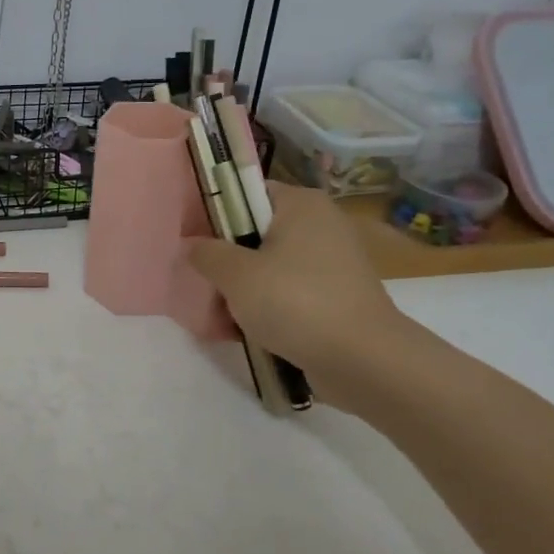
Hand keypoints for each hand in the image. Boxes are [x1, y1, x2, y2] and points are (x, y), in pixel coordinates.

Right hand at [187, 181, 411, 403]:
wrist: (363, 360)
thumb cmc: (295, 302)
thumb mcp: (236, 275)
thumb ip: (206, 254)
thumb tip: (190, 244)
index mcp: (301, 204)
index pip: (247, 193)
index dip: (215, 214)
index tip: (192, 242)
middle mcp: (321, 225)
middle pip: (256, 234)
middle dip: (226, 263)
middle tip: (203, 285)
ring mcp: (332, 263)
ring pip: (270, 268)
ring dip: (242, 291)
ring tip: (218, 318)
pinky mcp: (336, 297)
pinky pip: (289, 294)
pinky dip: (267, 309)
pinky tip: (244, 333)